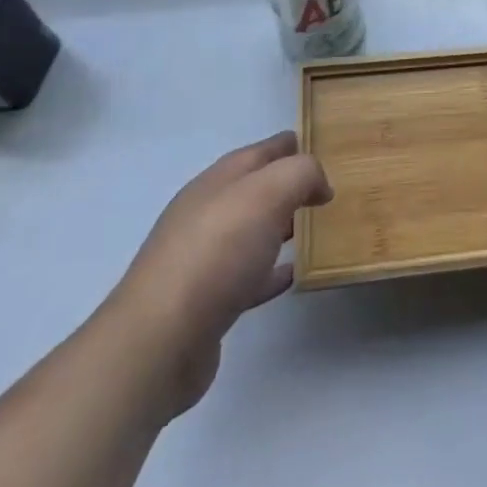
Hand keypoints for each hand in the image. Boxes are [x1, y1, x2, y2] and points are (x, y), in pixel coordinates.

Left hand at [100, 130, 331, 418]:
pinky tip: (291, 276)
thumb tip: (318, 184)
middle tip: (326, 193)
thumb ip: (301, 174)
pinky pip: (247, 276)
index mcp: (219, 180)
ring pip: (250, 231)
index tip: (325, 151)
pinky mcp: (205, 301)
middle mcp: (207, 212)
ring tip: (314, 230)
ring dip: (280, 227)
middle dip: (288, 186)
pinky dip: (270, 271)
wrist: (160, 340)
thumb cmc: (218, 252)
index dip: (292, 145)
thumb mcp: (269, 192)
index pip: (262, 150)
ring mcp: (202, 257)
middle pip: (254, 189)